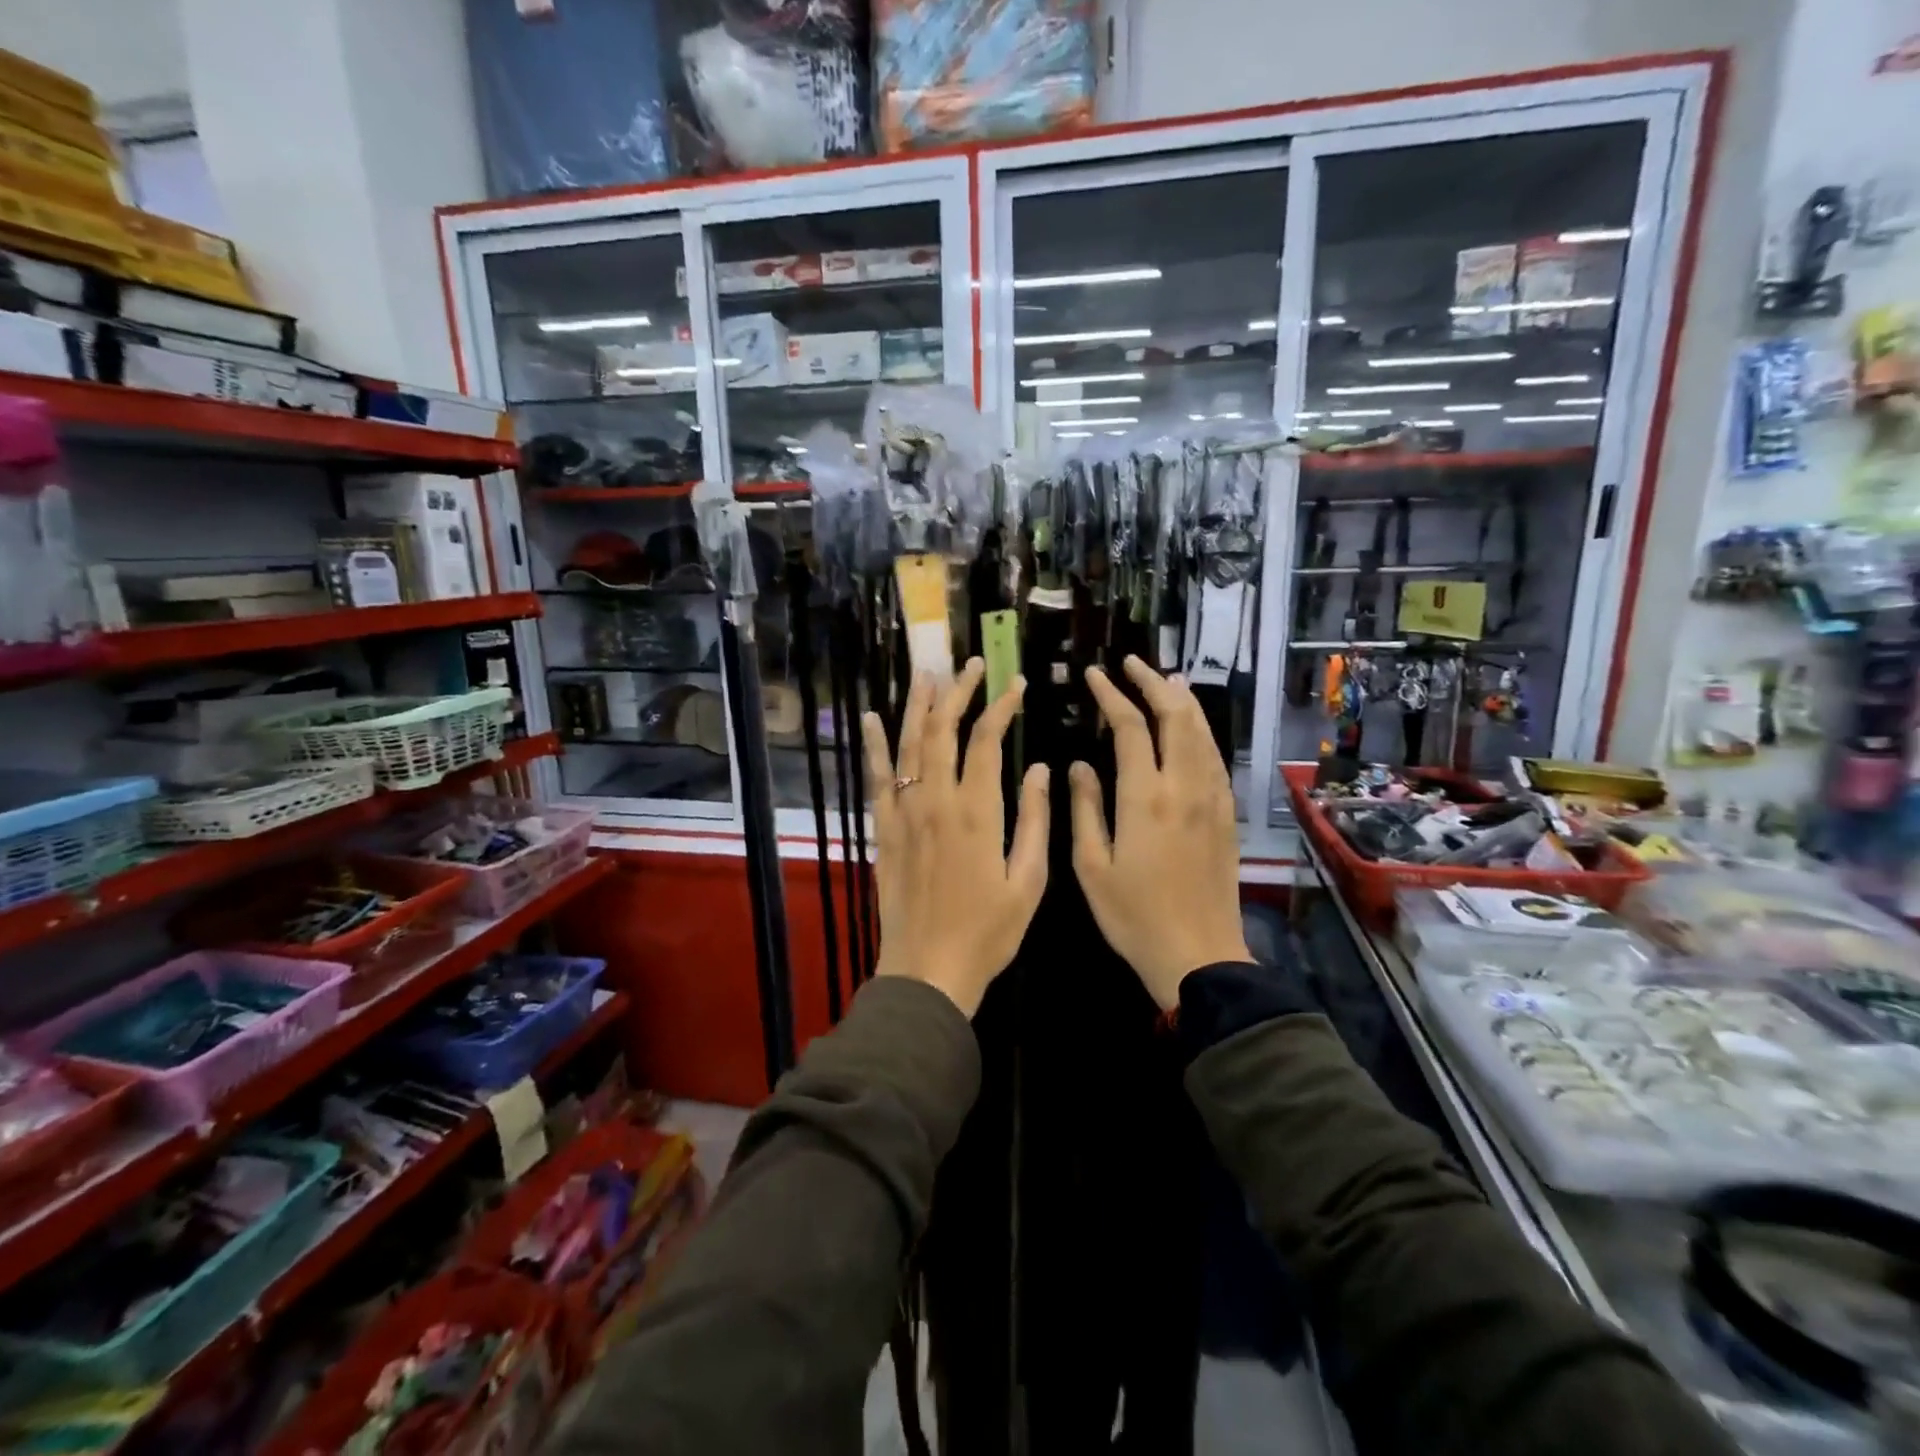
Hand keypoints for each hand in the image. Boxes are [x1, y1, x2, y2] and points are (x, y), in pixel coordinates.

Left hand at [864, 659, 1049, 1017]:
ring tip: (926, 673)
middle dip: (958, 692)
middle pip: (943, 730)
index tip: (1015, 684)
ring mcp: (904, 813)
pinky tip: (871, 718)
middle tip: (970, 665)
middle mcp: (936, 801)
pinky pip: (877, 778)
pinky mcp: (883, 829)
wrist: (928, 970)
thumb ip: (1033, 820)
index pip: (986, 740)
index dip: (1001, 706)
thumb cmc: (988, 932)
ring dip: (918, 706)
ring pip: (908, 745)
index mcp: (977, 812)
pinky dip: (874, 746)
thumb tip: (1037, 768)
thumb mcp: (1028, 881)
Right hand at [1070, 656, 1250, 1010]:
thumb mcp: (1091, 866)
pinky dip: (1200, 731)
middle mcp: (1183, 787)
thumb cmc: (1133, 915)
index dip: (1112, 695)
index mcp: (1144, 797)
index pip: (1131, 727)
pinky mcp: (1226, 814)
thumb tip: (1081, 764)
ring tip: (1165, 680)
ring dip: (1182, 701)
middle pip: (1176, 717)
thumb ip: (1085, 808)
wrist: (1198, 955)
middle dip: (1153, 683)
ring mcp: (1212, 799)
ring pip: (1202, 733)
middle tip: (1132, 663)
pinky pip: (1215, 758)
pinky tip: (1191, 728)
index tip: (1095, 675)